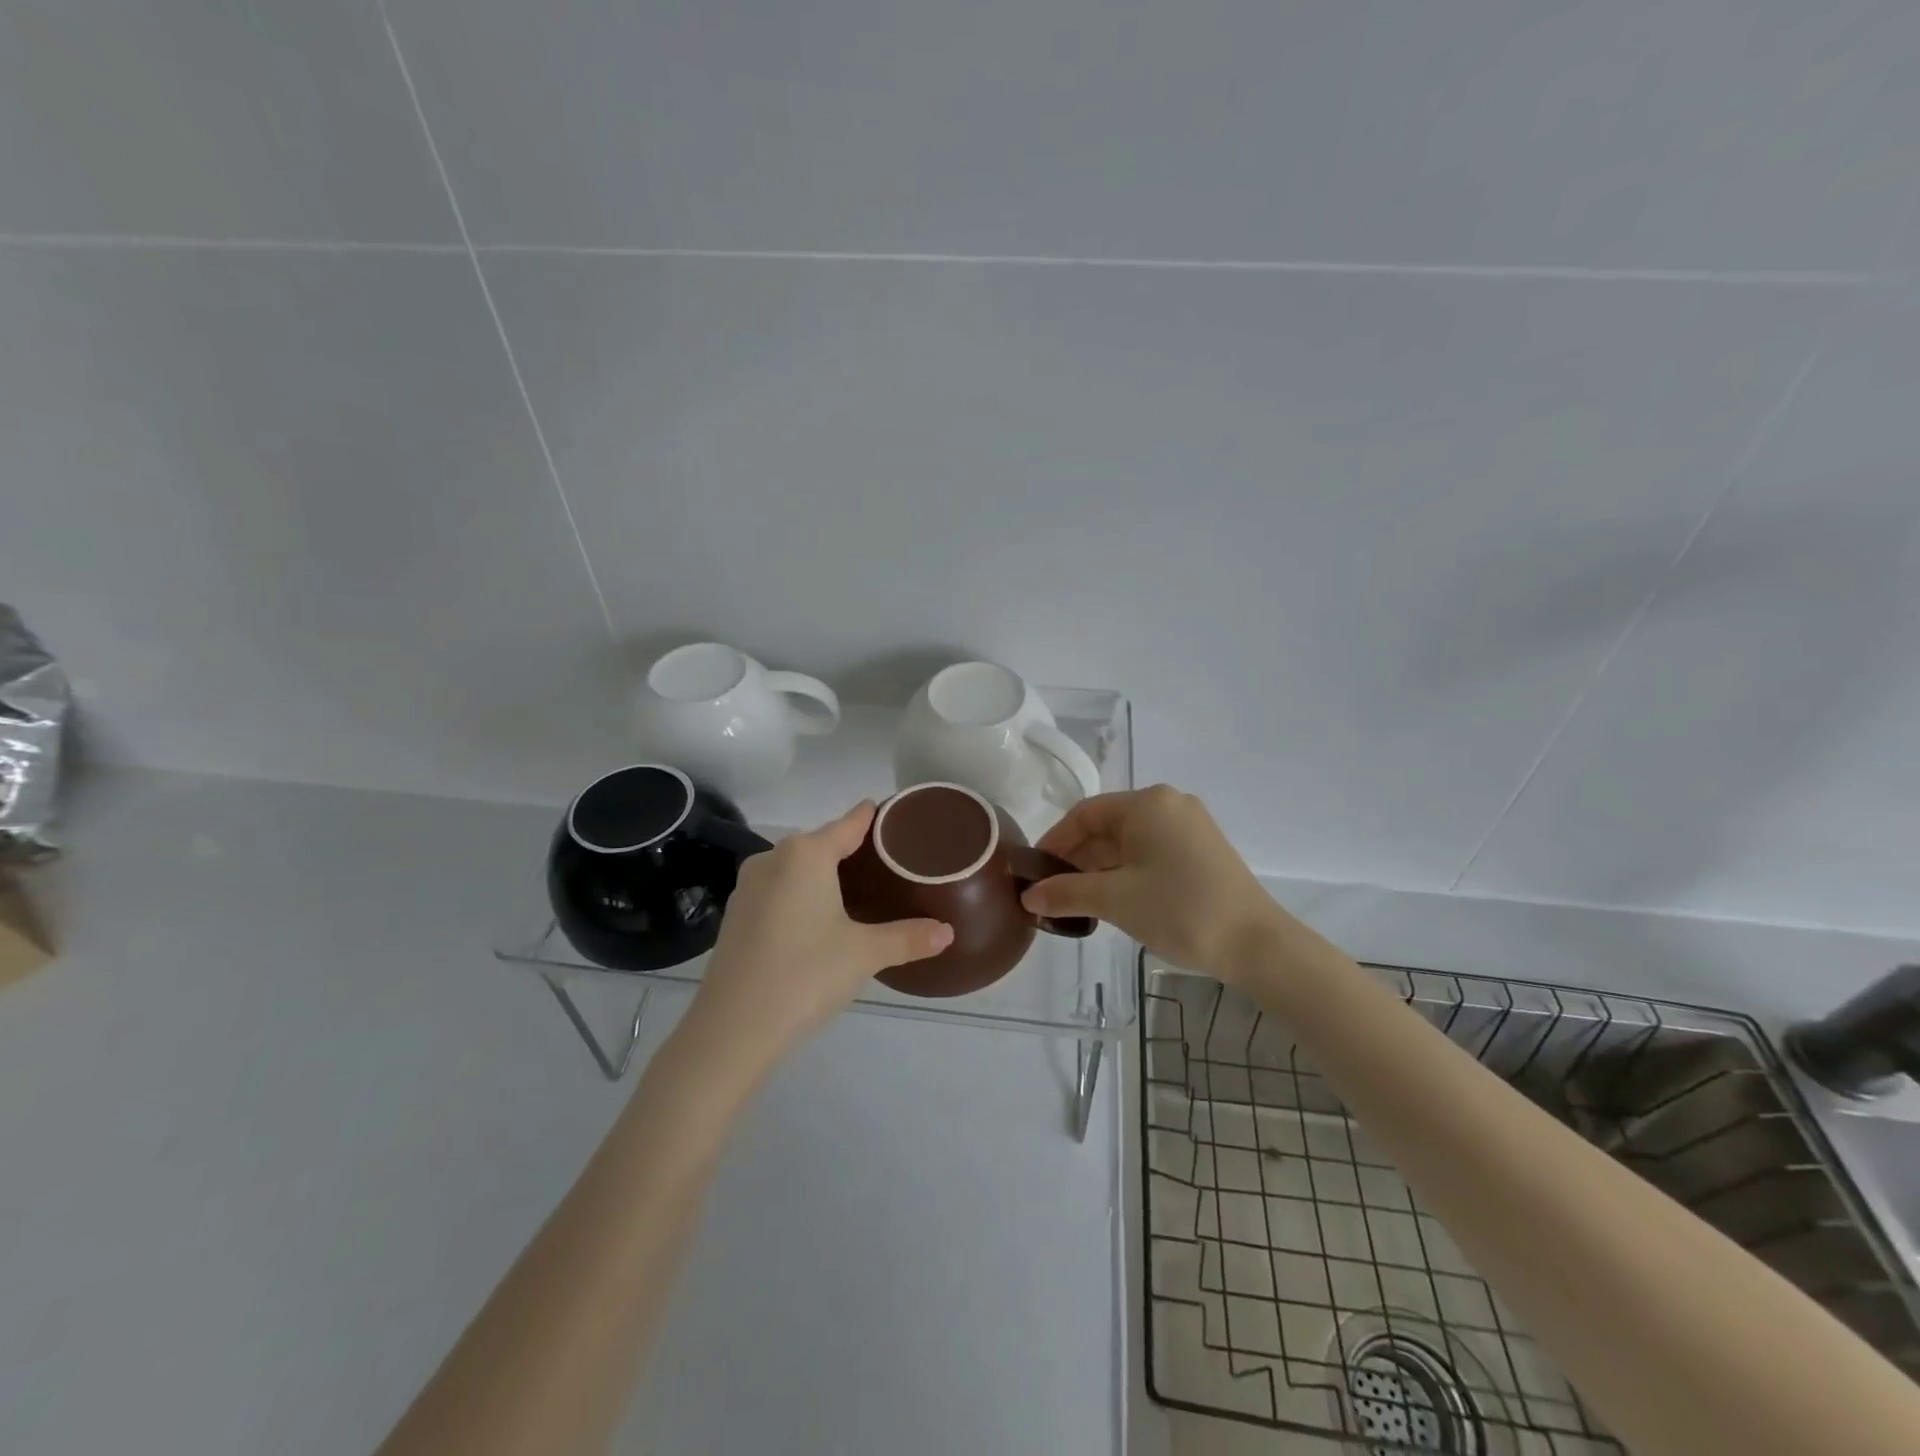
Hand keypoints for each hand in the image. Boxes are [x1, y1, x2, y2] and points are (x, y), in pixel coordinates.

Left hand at [681, 801, 952, 1073]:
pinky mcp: (736, 915)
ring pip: (797, 868)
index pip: (849, 823)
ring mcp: (749, 886)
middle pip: (822, 843)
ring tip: (860, 890)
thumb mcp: (864, 954)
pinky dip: (801, 894)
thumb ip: (908, 938)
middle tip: (890, 865)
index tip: (897, 815)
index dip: (874, 817)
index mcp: (806, 854)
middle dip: (853, 851)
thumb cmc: (804, 975)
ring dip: (824, 874)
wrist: (731, 1029)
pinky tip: (818, 918)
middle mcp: (773, 858)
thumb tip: (948, 932)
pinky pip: (779, 890)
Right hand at [1021, 785, 1280, 980]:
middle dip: (1077, 858)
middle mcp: (1169, 804)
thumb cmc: (1179, 910)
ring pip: (1130, 841)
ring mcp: (1190, 827)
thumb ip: (1066, 892)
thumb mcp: (1115, 900)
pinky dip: (1127, 871)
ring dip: (1101, 868)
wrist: (1257, 944)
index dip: (1055, 841)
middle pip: (1108, 826)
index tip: (1035, 871)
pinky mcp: (1203, 851)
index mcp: (1147, 803)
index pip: (1085, 813)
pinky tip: (1113, 899)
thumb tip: (1028, 896)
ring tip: (1078, 901)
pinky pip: (1152, 852)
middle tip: (1053, 891)